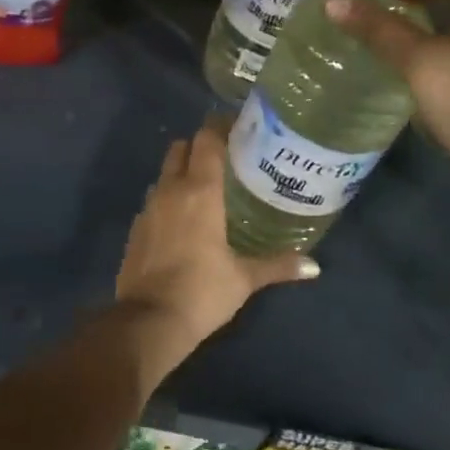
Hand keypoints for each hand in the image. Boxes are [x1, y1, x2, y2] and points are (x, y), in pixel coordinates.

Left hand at [115, 118, 320, 369]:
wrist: (149, 321)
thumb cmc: (202, 291)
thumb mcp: (244, 278)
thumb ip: (278, 265)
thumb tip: (314, 265)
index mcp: (199, 191)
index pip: (206, 140)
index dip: (219, 127)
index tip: (238, 128)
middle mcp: (170, 190)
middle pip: (180, 148)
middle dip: (198, 146)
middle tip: (224, 158)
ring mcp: (148, 208)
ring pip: (163, 174)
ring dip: (181, 172)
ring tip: (206, 188)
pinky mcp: (135, 228)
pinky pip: (153, 200)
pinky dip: (167, 199)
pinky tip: (183, 220)